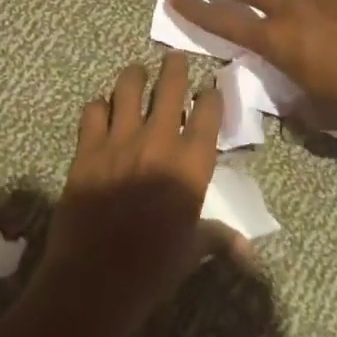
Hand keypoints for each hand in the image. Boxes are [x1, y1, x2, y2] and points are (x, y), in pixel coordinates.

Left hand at [40, 52, 245, 336]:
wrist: (96, 279)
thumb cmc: (153, 269)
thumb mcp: (192, 251)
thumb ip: (219, 238)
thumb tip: (249, 251)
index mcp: (191, 165)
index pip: (208, 114)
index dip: (211, 96)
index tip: (211, 87)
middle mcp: (158, 142)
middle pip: (170, 88)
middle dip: (176, 68)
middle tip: (176, 58)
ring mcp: (119, 141)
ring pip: (128, 88)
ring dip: (134, 76)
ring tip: (137, 73)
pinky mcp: (87, 149)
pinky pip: (93, 111)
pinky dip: (99, 106)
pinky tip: (101, 109)